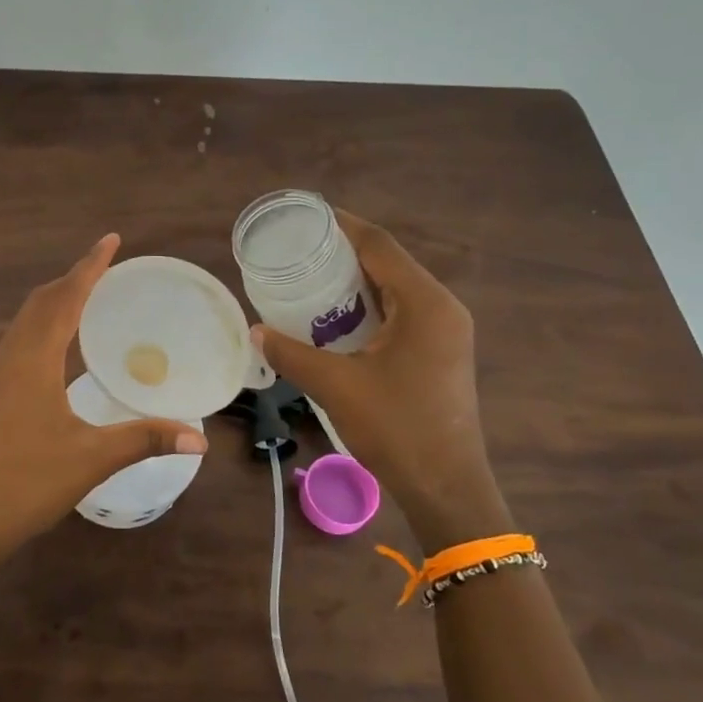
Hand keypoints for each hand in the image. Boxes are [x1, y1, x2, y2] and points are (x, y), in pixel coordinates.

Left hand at [0, 234, 206, 566]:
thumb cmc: (27, 483)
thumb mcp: (92, 458)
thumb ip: (146, 439)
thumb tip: (200, 437)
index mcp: (33, 358)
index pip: (65, 297)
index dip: (90, 266)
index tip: (111, 240)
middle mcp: (10, 356)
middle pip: (41, 300)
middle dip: (73, 278)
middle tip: (107, 267)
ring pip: (25, 320)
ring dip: (55, 300)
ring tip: (88, 296)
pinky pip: (19, 340)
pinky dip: (43, 325)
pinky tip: (59, 346)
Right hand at [253, 211, 507, 549]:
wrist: (446, 486)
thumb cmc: (396, 428)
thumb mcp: (337, 386)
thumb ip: (292, 355)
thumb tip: (256, 333)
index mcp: (425, 304)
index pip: (380, 246)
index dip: (344, 226)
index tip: (307, 216)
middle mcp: (441, 308)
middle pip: (389, 263)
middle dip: (345, 252)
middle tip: (299, 249)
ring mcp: (444, 331)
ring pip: (395, 289)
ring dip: (356, 280)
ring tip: (310, 277)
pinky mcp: (439, 352)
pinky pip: (400, 312)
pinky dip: (368, 306)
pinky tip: (336, 316)